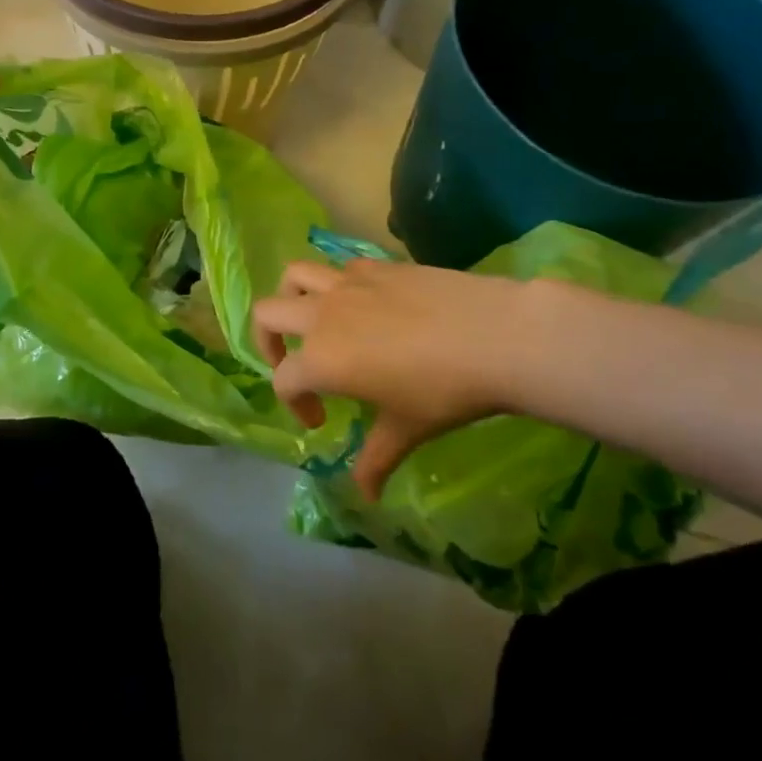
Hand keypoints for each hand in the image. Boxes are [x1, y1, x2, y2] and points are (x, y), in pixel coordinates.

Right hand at [253, 260, 577, 499]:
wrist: (493, 336)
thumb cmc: (444, 391)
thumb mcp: (406, 430)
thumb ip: (375, 460)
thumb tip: (364, 495)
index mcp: (321, 359)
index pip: (283, 379)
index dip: (294, 404)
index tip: (320, 421)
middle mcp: (322, 315)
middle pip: (267, 314)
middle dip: (268, 341)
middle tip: (295, 364)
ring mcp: (347, 283)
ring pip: (295, 276)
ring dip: (292, 298)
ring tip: (311, 319)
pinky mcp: (375, 265)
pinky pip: (339, 268)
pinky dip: (337, 285)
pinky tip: (364, 306)